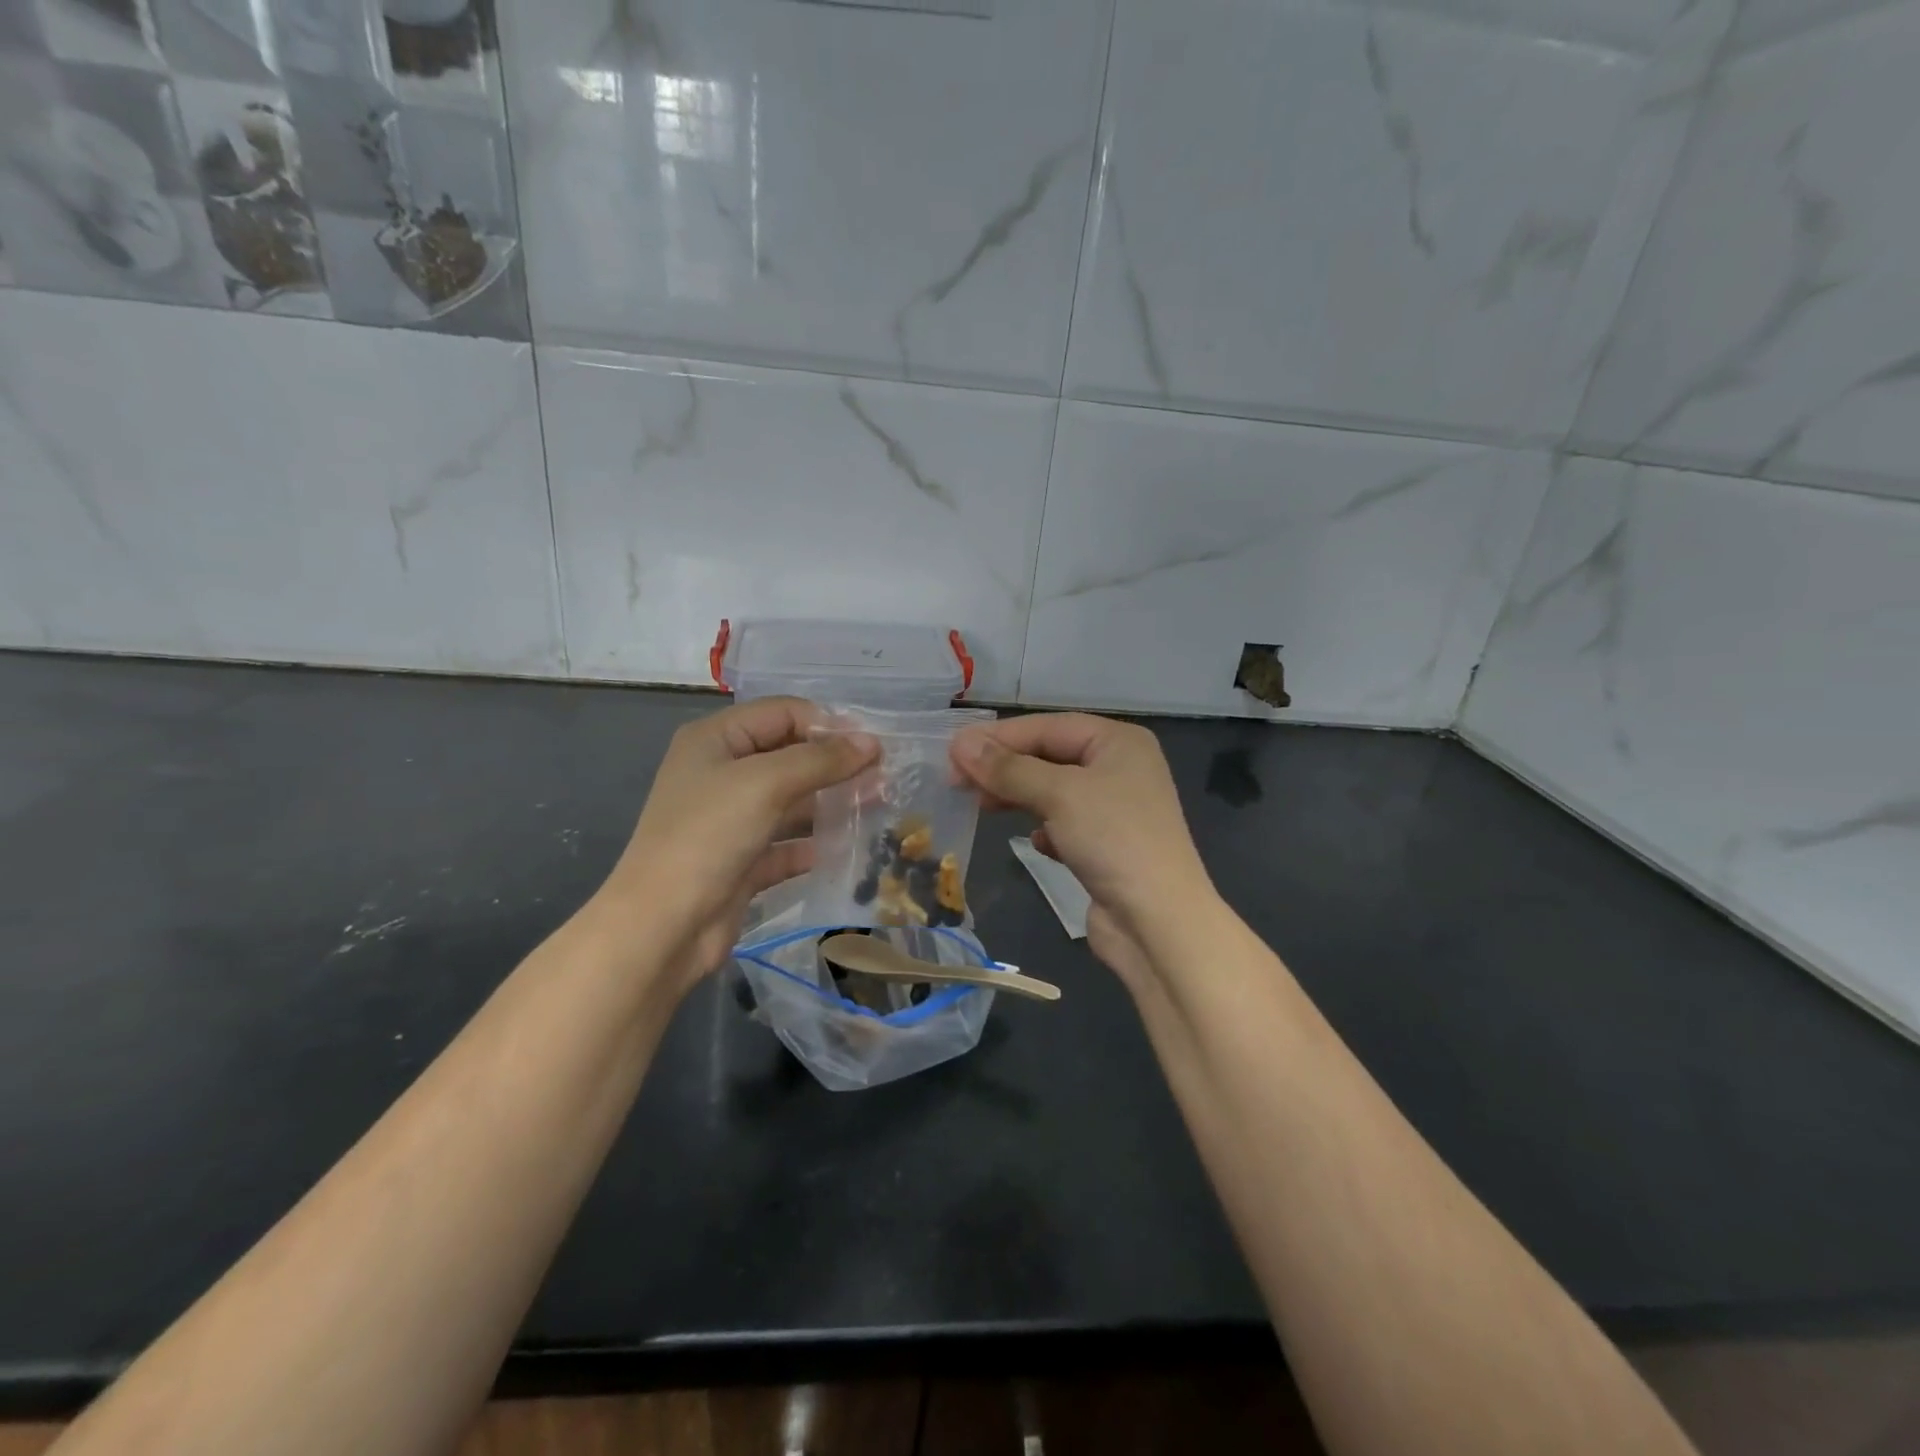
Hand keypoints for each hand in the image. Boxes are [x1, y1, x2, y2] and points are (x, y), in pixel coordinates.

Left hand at [593, 697, 875, 994]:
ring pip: (793, 801)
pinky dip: (817, 843)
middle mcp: (722, 773)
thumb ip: (821, 760)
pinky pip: (788, 843)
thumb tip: (871, 742)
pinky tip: (851, 846)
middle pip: (790, 755)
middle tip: (884, 775)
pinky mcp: (743, 860)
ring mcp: (732, 819)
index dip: (828, 724)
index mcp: (716, 740)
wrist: (662, 927)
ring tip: (879, 805)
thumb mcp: (765, 784)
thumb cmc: (707, 837)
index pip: (783, 714)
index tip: (873, 745)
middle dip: (835, 763)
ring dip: (832, 802)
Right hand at [951, 714, 1215, 988]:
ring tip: (982, 807)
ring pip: (1053, 791)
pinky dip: (1044, 828)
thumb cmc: (1113, 840)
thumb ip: (1008, 768)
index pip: (1048, 727)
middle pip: (1049, 756)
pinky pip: (1064, 824)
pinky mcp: (1107, 845)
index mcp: (1118, 742)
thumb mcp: (1058, 794)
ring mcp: (1115, 809)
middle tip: (958, 781)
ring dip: (1018, 796)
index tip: (953, 752)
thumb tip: (960, 744)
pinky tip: (1034, 842)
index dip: (999, 737)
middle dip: (1005, 768)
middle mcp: (1120, 768)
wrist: (1158, 921)